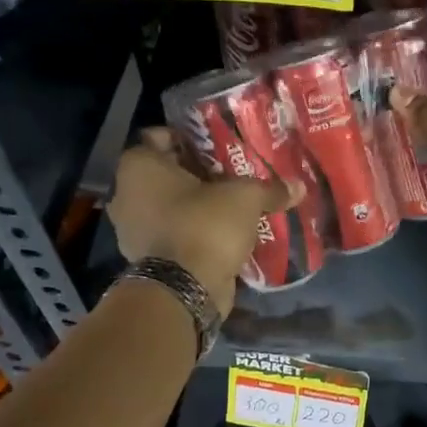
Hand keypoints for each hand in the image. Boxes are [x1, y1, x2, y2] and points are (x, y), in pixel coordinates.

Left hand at [109, 129, 295, 315]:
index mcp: (139, 166)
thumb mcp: (245, 199)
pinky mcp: (147, 259)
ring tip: (233, 206)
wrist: (185, 290)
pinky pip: (175, 235)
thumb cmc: (205, 225)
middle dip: (200, 175)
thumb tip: (300, 186)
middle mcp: (126, 194)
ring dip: (197, 207)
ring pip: (171, 207)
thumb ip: (269, 189)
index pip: (161, 137)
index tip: (220, 145)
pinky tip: (224, 234)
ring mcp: (133, 230)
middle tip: (234, 175)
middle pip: (168, 174)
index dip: (192, 139)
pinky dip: (194, 234)